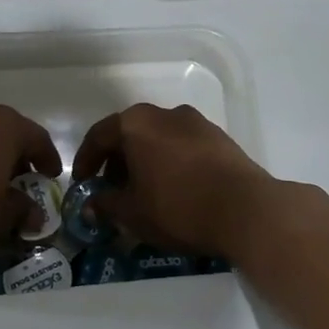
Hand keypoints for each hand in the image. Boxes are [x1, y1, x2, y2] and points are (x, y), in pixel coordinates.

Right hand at [73, 104, 278, 259]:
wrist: (247, 210)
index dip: (85, 161)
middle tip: (112, 190)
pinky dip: (170, 162)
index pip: (99, 136)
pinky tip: (174, 189)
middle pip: (130, 133)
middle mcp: (165, 114)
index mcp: (136, 124)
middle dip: (116, 161)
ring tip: (144, 192)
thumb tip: (90, 205)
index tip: (82, 183)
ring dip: (145, 161)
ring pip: (158, 139)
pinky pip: (183, 146)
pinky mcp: (220, 138)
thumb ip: (106, 205)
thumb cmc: (178, 207)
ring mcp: (196, 123)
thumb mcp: (132, 213)